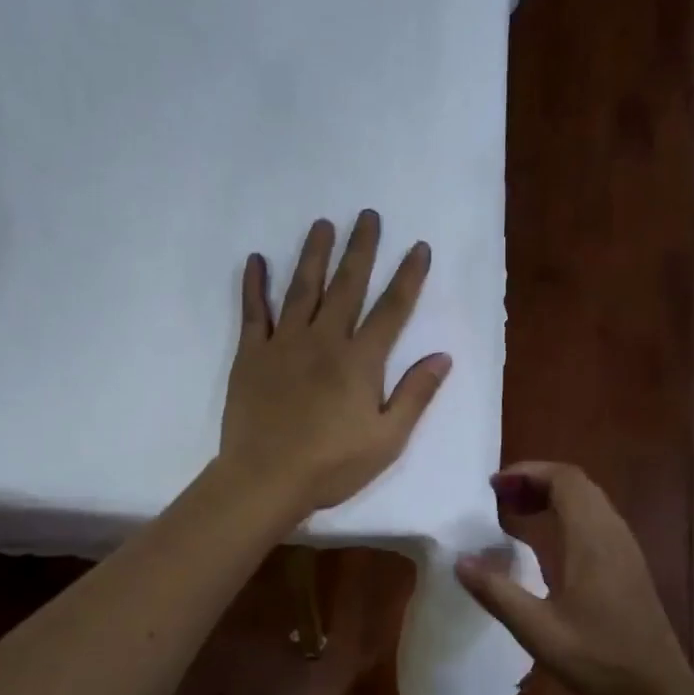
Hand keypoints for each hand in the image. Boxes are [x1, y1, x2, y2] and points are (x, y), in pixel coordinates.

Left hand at [219, 211, 450, 518]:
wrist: (266, 479)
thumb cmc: (332, 465)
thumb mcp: (387, 439)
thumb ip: (415, 394)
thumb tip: (442, 356)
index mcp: (360, 360)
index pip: (391, 309)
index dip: (408, 277)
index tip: (419, 247)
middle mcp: (324, 340)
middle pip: (347, 285)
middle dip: (361, 249)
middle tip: (368, 215)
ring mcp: (284, 343)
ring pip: (302, 288)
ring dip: (314, 254)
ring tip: (322, 224)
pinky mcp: (251, 354)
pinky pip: (253, 311)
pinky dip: (254, 284)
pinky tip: (256, 259)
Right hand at [455, 462, 691, 694]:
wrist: (656, 689)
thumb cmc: (597, 658)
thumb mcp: (537, 630)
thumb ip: (496, 593)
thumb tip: (460, 560)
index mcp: (591, 539)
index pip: (564, 479)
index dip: (527, 472)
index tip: (494, 486)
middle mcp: (612, 532)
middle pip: (575, 483)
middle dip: (535, 480)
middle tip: (499, 498)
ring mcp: (625, 547)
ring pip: (588, 499)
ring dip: (551, 495)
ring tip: (516, 513)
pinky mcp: (629, 563)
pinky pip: (596, 518)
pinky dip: (566, 513)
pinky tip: (546, 541)